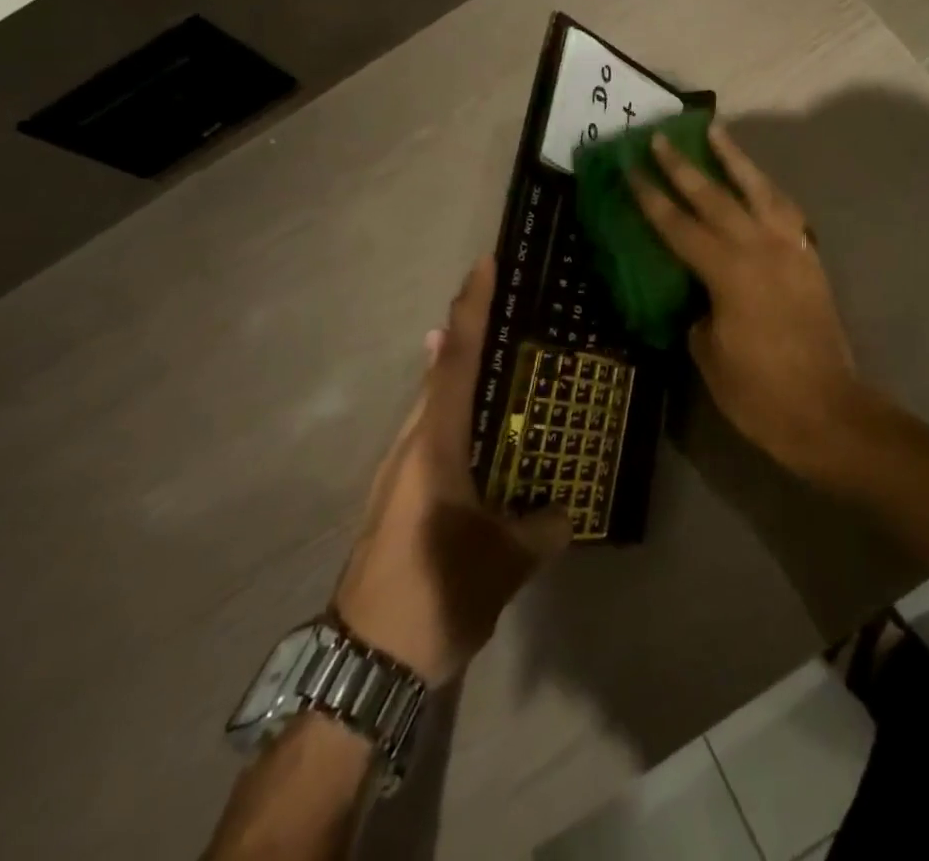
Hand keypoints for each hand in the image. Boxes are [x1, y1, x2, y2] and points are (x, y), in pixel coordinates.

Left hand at [333, 258, 569, 686]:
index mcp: (435, 447)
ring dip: (457, 370)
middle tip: (509, 305)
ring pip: (430, 402)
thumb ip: (543, 526)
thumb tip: (567, 507)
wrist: (362, 664)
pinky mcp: (396, 492)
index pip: (454, 362)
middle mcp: (410, 445)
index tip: (483, 265)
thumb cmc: (435, 597)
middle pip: (438, 372)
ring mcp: (397, 469)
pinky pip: (429, 430)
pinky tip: (478, 426)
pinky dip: (453, 409)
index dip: (470, 310)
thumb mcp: (504, 563)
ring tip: (499, 356)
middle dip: (466, 330)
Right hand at [630, 123, 873, 484]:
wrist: (827, 411)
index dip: (651, 196)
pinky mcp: (809, 260)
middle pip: (716, 197)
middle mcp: (760, 248)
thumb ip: (699, 313)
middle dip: (685, 166)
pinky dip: (768, 190)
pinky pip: (786, 212)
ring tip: (717, 132)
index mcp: (728, 272)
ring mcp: (790, 250)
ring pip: (760, 190)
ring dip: (736, 159)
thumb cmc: (759, 393)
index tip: (631, 166)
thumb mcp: (709, 355)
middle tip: (662, 137)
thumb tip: (700, 296)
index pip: (679, 226)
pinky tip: (758, 183)